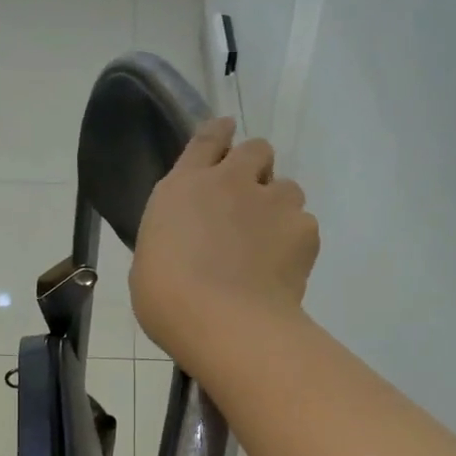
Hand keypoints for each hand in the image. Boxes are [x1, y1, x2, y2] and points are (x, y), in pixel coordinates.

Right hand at [129, 117, 319, 369]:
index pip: (207, 138)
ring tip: (269, 243)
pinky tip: (283, 270)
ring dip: (279, 207)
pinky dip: (296, 243)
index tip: (227, 133)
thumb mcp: (151, 260)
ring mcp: (271, 201)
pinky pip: (304, 225)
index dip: (220, 133)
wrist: (224, 323)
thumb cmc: (168, 299)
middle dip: (256, 168)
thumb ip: (174, 236)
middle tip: (250, 202)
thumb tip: (186, 244)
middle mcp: (231, 182)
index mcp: (184, 187)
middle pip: (256, 149)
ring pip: (287, 187)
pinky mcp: (303, 228)